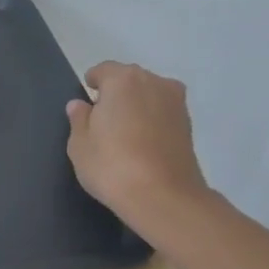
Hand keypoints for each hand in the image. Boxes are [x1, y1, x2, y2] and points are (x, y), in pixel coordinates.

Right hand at [65, 62, 209, 221]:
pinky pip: (162, 113)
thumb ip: (79, 118)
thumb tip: (81, 105)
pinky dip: (151, 122)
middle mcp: (154, 82)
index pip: (103, 71)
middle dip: (115, 95)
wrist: (163, 197)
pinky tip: (141, 145)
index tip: (86, 107)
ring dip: (135, 107)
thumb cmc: (111, 165)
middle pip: (128, 80)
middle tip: (102, 123)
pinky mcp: (188, 125)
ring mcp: (176, 103)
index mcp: (123, 80)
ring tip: (123, 136)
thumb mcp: (79, 144)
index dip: (92, 86)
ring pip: (148, 95)